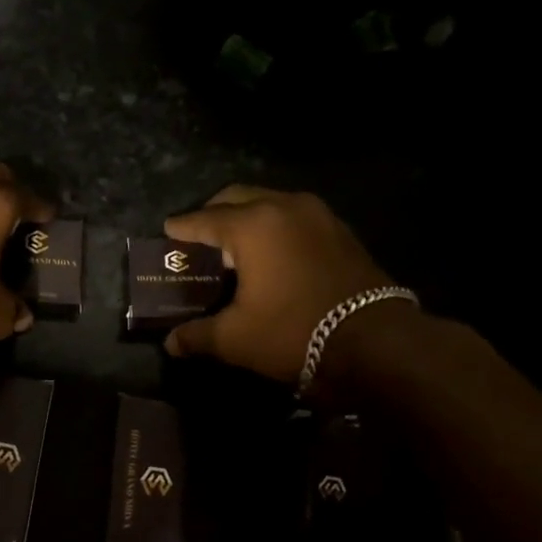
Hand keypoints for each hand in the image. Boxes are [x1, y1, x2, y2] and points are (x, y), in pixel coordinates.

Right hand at [162, 185, 399, 385]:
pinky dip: (275, 228)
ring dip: (247, 218)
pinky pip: (294, 218)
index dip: (181, 228)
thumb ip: (198, 335)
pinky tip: (271, 255)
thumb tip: (171, 344)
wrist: (375, 342)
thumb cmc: (293, 333)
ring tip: (233, 246)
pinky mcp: (340, 231)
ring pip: (270, 203)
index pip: (204, 220)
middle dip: (213, 214)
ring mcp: (318, 215)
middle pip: (237, 198)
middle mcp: (284, 207)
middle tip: (198, 237)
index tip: (167, 231)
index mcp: (252, 225)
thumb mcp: (236, 339)